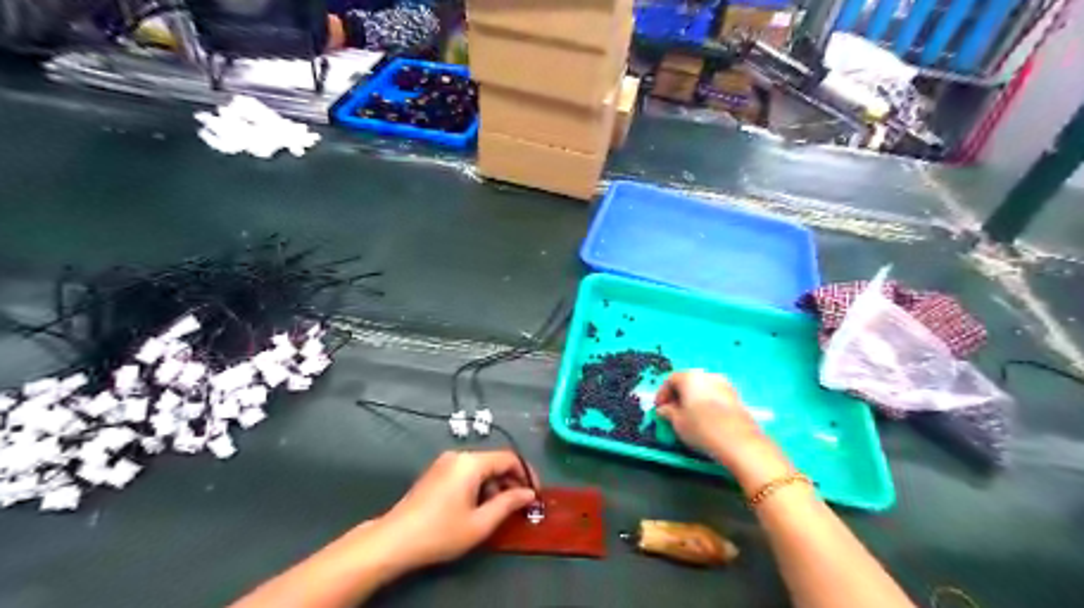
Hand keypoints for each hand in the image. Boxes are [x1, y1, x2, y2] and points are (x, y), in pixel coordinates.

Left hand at [376, 449, 539, 572]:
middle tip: (520, 505)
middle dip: (511, 481)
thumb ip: (508, 504)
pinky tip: (479, 506)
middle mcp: (459, 455)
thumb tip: (529, 494)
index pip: (509, 458)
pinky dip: (479, 485)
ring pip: (481, 467)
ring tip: (500, 510)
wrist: (394, 540)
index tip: (535, 493)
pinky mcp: (436, 472)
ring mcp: (445, 462)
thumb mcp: (480, 523)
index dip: (526, 474)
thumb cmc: (441, 532)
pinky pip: (466, 472)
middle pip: (494, 461)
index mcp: (471, 462)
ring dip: (495, 485)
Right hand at [651, 370, 788, 484]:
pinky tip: (704, 419)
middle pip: (687, 382)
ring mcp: (724, 385)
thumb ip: (667, 412)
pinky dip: (706, 404)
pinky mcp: (735, 397)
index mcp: (690, 377)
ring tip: (688, 417)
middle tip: (671, 412)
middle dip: (677, 396)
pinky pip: (714, 396)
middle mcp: (707, 375)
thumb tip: (665, 409)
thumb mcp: (677, 422)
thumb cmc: (703, 428)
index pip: (670, 380)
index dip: (662, 394)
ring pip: (702, 389)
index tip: (659, 408)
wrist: (739, 441)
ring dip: (692, 400)